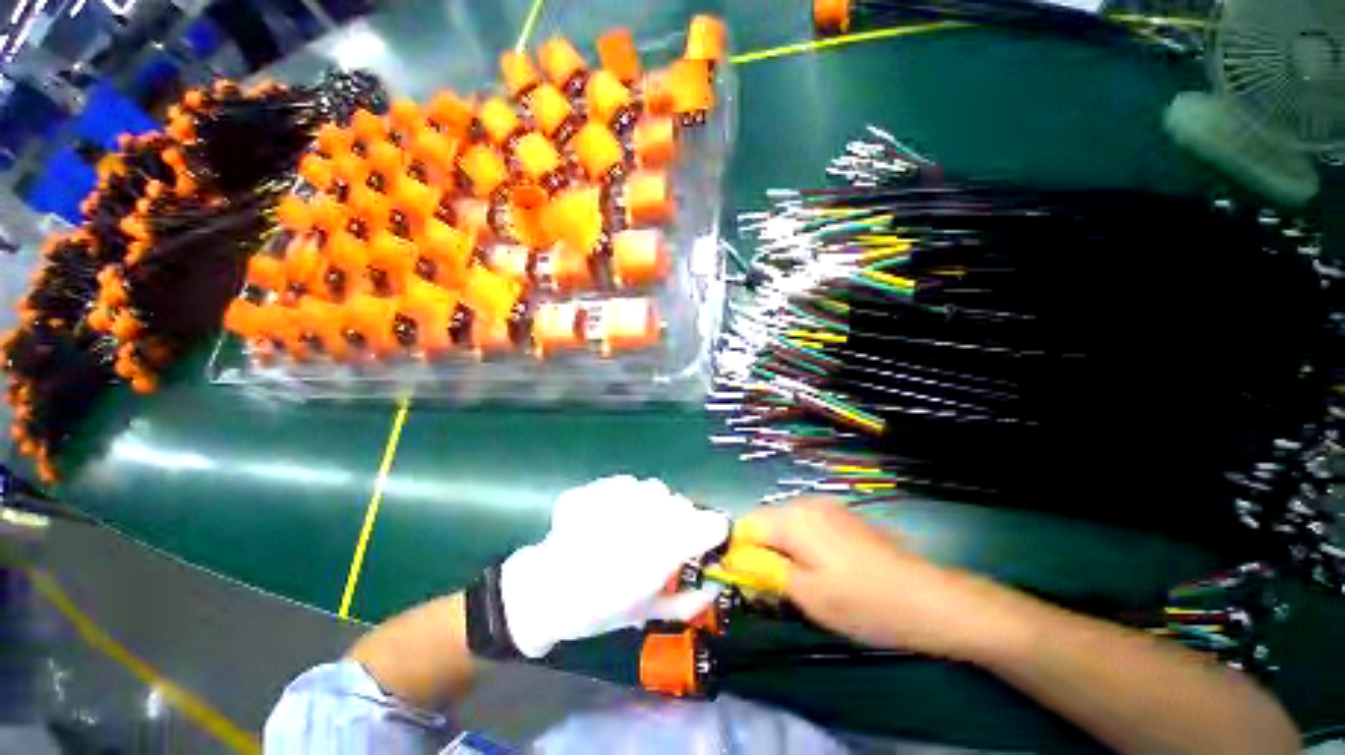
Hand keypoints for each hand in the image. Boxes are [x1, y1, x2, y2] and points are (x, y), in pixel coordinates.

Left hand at [500, 476, 730, 657]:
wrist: (545, 592)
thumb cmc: (599, 609)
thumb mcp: (647, 612)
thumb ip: (685, 600)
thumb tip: (711, 589)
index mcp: (664, 548)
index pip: (709, 524)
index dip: (711, 532)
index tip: (706, 542)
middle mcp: (648, 515)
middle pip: (682, 504)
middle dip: (680, 521)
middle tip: (664, 541)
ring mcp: (620, 496)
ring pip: (655, 490)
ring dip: (653, 506)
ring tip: (635, 527)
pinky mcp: (599, 487)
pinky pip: (628, 484)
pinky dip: (628, 498)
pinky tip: (614, 517)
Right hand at [735, 498, 1021, 661]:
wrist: (928, 598)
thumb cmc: (863, 602)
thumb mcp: (807, 595)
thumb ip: (765, 572)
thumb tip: (736, 561)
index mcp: (792, 518)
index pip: (745, 526)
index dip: (740, 553)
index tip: (747, 582)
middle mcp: (805, 503)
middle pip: (766, 522)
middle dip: (763, 551)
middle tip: (776, 588)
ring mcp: (827, 506)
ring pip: (787, 524)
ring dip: (783, 549)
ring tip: (802, 582)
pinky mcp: (844, 515)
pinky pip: (808, 524)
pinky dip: (803, 544)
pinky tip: (825, 570)